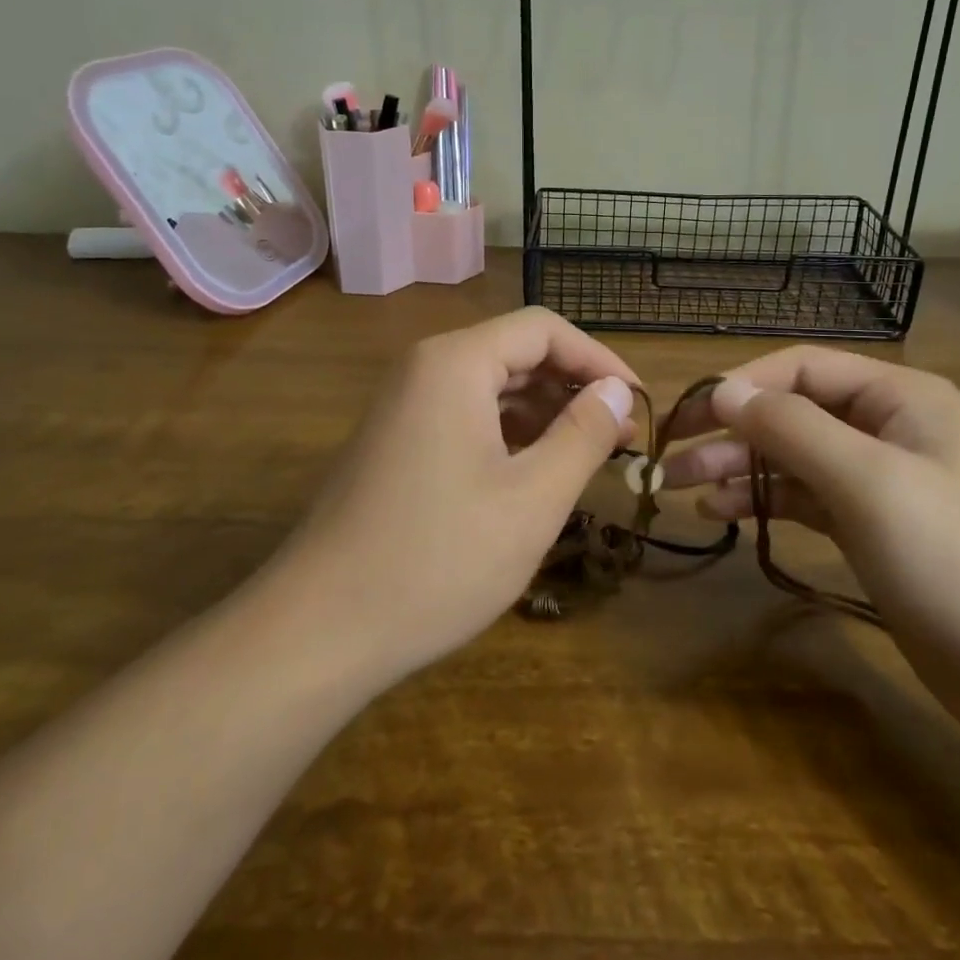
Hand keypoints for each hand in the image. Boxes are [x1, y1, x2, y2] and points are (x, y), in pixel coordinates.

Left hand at [276, 308, 636, 683]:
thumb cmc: (438, 559)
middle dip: (573, 387)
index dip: (599, 359)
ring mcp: (403, 405)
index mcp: (455, 362)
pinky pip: (464, 416)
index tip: (640, 402)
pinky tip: (534, 472)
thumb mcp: (532, 498)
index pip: (544, 330)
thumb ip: (583, 433)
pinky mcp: (395, 441)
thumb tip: (618, 390)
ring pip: (491, 386)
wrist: (318, 630)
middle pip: (515, 352)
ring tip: (587, 456)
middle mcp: (424, 368)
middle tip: (622, 435)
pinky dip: (508, 433)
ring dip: (543, 413)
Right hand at [661, 348, 959, 753]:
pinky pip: (806, 497)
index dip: (741, 386)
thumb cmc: (955, 560)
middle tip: (671, 458)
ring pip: (793, 457)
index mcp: (898, 396)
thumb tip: (724, 390)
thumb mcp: (867, 481)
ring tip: (684, 488)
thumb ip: (791, 427)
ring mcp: (882, 479)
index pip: (800, 368)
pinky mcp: (874, 527)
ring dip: (740, 468)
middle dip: (731, 432)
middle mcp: (888, 426)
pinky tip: (724, 513)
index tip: (688, 418)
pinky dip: (765, 500)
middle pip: (792, 412)